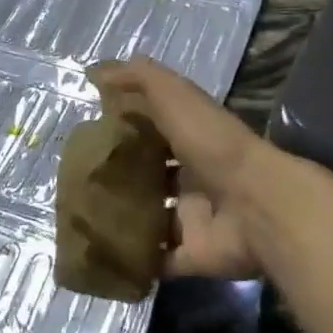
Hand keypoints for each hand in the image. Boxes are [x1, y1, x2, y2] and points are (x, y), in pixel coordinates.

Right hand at [92, 57, 308, 279]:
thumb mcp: (174, 95)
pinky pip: (159, 259)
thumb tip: (97, 72)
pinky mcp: (193, 254)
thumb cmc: (212, 143)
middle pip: (150, 175)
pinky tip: (100, 255)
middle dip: (119, 176)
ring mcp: (194, 218)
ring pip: (151, 217)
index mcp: (192, 137)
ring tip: (80, 218)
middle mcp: (194, 177)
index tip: (87, 132)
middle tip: (76, 180)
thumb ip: (139, 79)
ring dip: (122, 219)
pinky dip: (135, 260)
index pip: (153, 129)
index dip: (123, 127)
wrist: (255, 204)